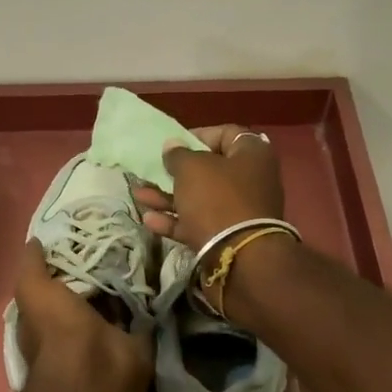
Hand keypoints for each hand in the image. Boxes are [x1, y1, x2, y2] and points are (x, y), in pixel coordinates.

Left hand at [13, 242, 153, 391]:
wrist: (95, 371)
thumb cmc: (56, 329)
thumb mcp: (33, 290)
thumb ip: (32, 266)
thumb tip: (35, 241)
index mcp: (50, 314)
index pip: (59, 281)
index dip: (70, 259)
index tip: (88, 232)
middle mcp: (79, 324)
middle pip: (92, 289)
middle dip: (104, 266)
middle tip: (122, 234)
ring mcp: (109, 333)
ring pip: (119, 299)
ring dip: (130, 279)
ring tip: (144, 245)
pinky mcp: (137, 340)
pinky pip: (144, 312)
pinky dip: (151, 296)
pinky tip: (160, 267)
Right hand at [133, 125, 285, 250]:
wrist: (240, 257)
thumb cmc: (217, 199)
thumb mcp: (192, 169)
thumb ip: (178, 155)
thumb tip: (172, 145)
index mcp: (252, 154)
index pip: (226, 134)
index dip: (198, 135)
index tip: (174, 144)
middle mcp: (251, 180)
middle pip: (211, 169)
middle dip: (178, 171)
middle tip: (156, 170)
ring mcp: (240, 210)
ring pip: (200, 198)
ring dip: (169, 197)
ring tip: (139, 195)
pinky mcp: (228, 236)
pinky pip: (199, 222)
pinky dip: (176, 220)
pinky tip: (149, 220)